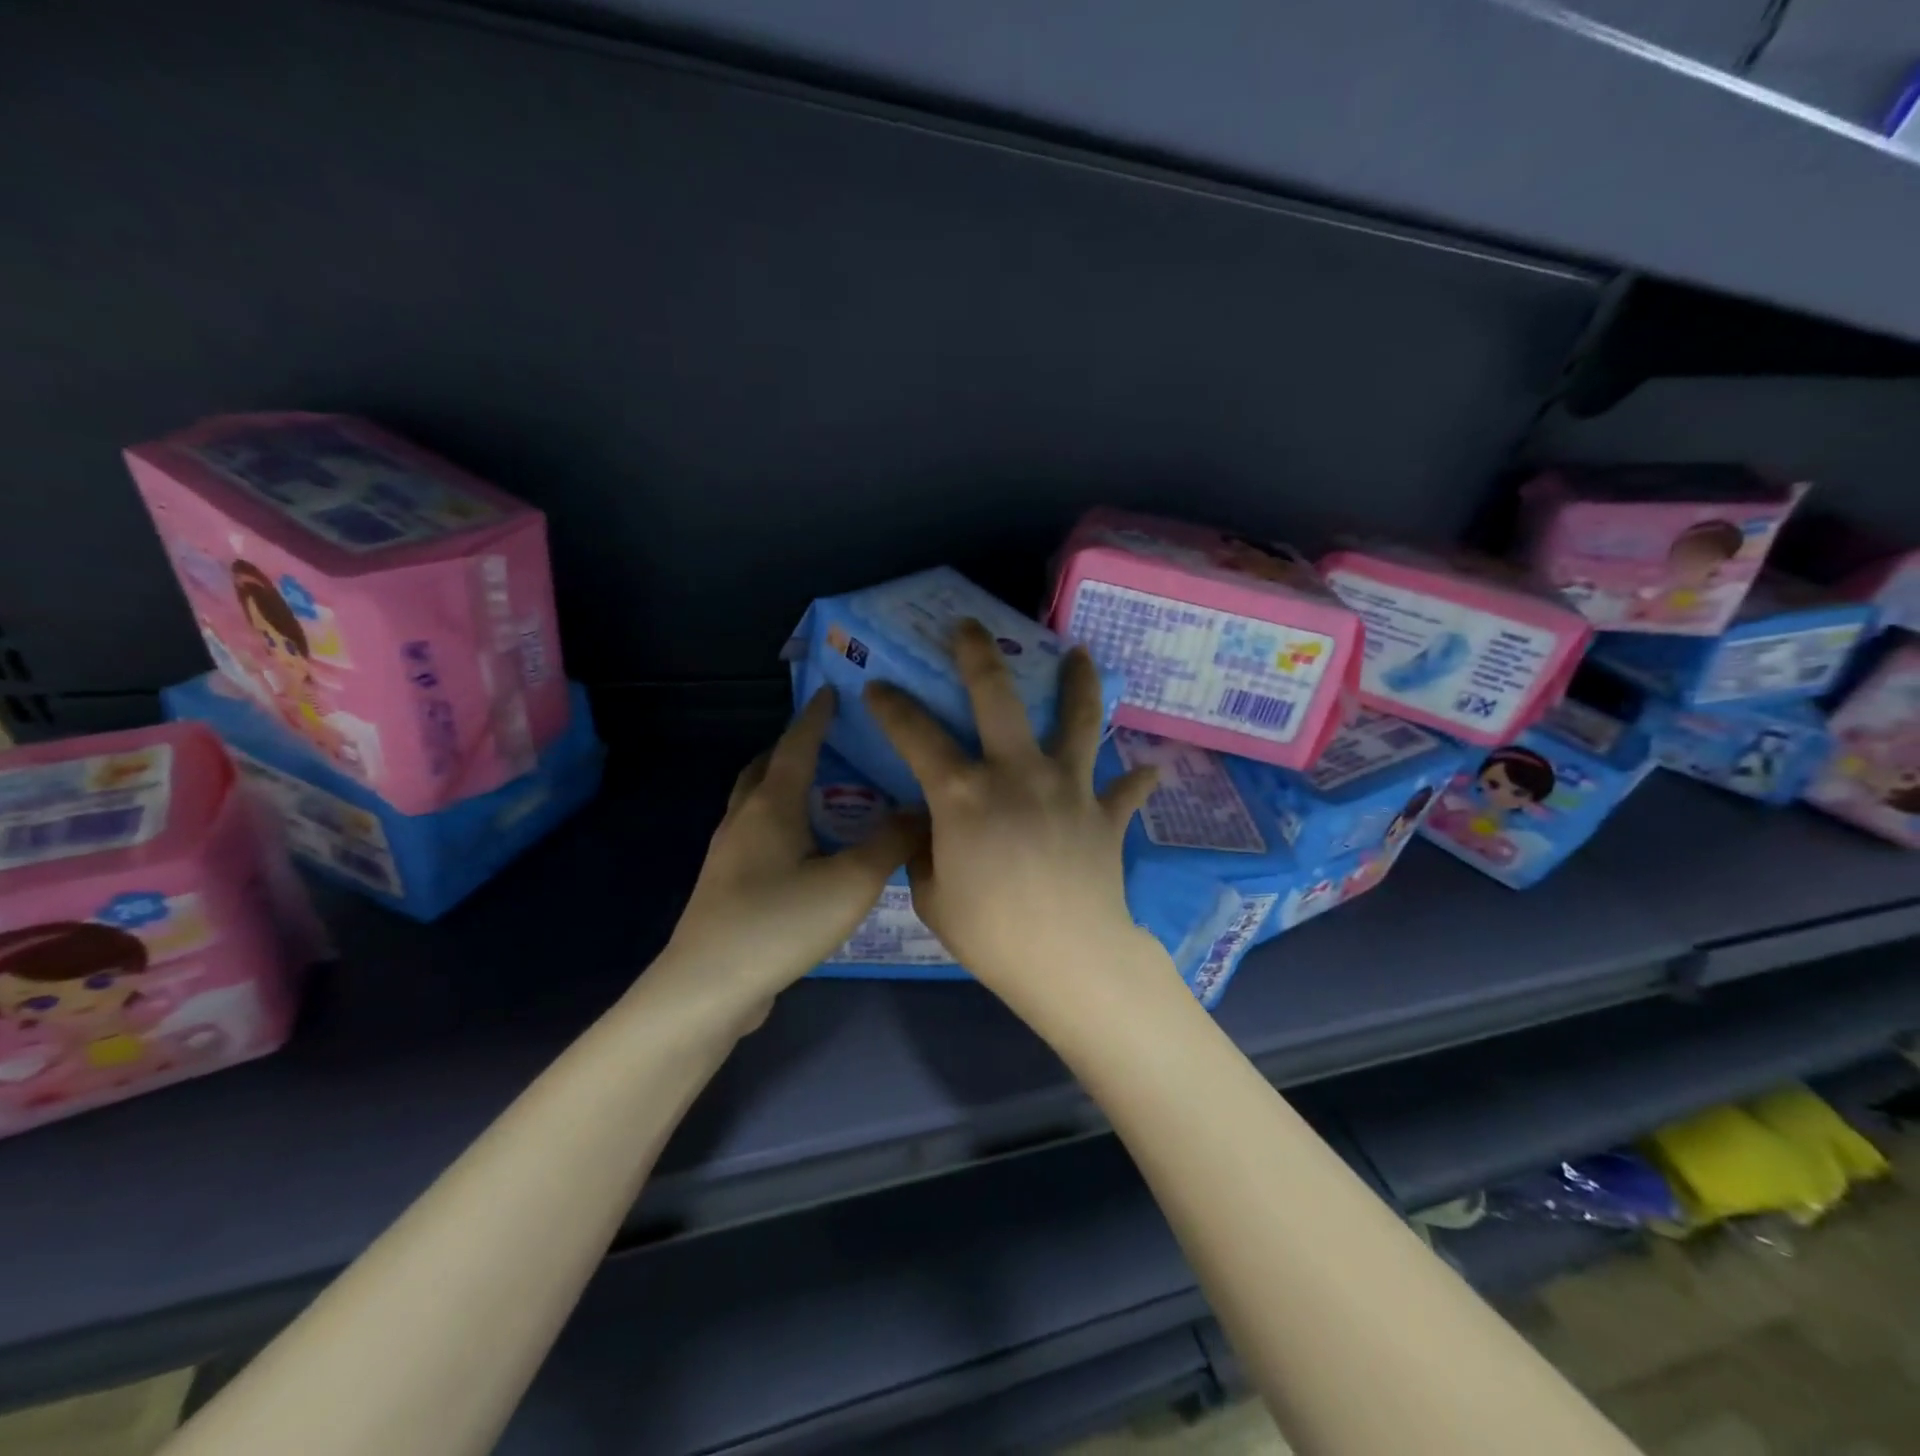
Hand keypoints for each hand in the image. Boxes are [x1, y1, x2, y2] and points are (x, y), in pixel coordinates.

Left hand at [662, 689, 923, 1020]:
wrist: (708, 987)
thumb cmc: (780, 922)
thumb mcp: (851, 882)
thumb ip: (892, 843)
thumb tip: (922, 810)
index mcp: (771, 806)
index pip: (796, 745)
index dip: (816, 717)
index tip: (831, 691)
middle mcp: (743, 819)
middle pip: (765, 768)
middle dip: (793, 748)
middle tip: (828, 743)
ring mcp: (728, 854)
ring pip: (755, 802)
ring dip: (783, 786)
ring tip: (821, 793)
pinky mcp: (726, 886)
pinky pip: (756, 834)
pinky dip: (779, 821)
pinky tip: (804, 849)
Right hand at [864, 620, 1167, 1026]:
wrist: (1070, 961)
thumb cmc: (991, 934)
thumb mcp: (933, 897)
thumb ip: (923, 853)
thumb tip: (924, 828)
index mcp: (963, 794)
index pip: (915, 734)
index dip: (891, 706)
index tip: (876, 686)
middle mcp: (1017, 773)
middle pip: (997, 695)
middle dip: (978, 654)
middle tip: (971, 627)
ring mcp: (1068, 787)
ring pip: (1077, 719)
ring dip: (1078, 683)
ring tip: (1080, 654)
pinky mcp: (1105, 813)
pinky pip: (1126, 789)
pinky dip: (1136, 779)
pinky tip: (1150, 770)